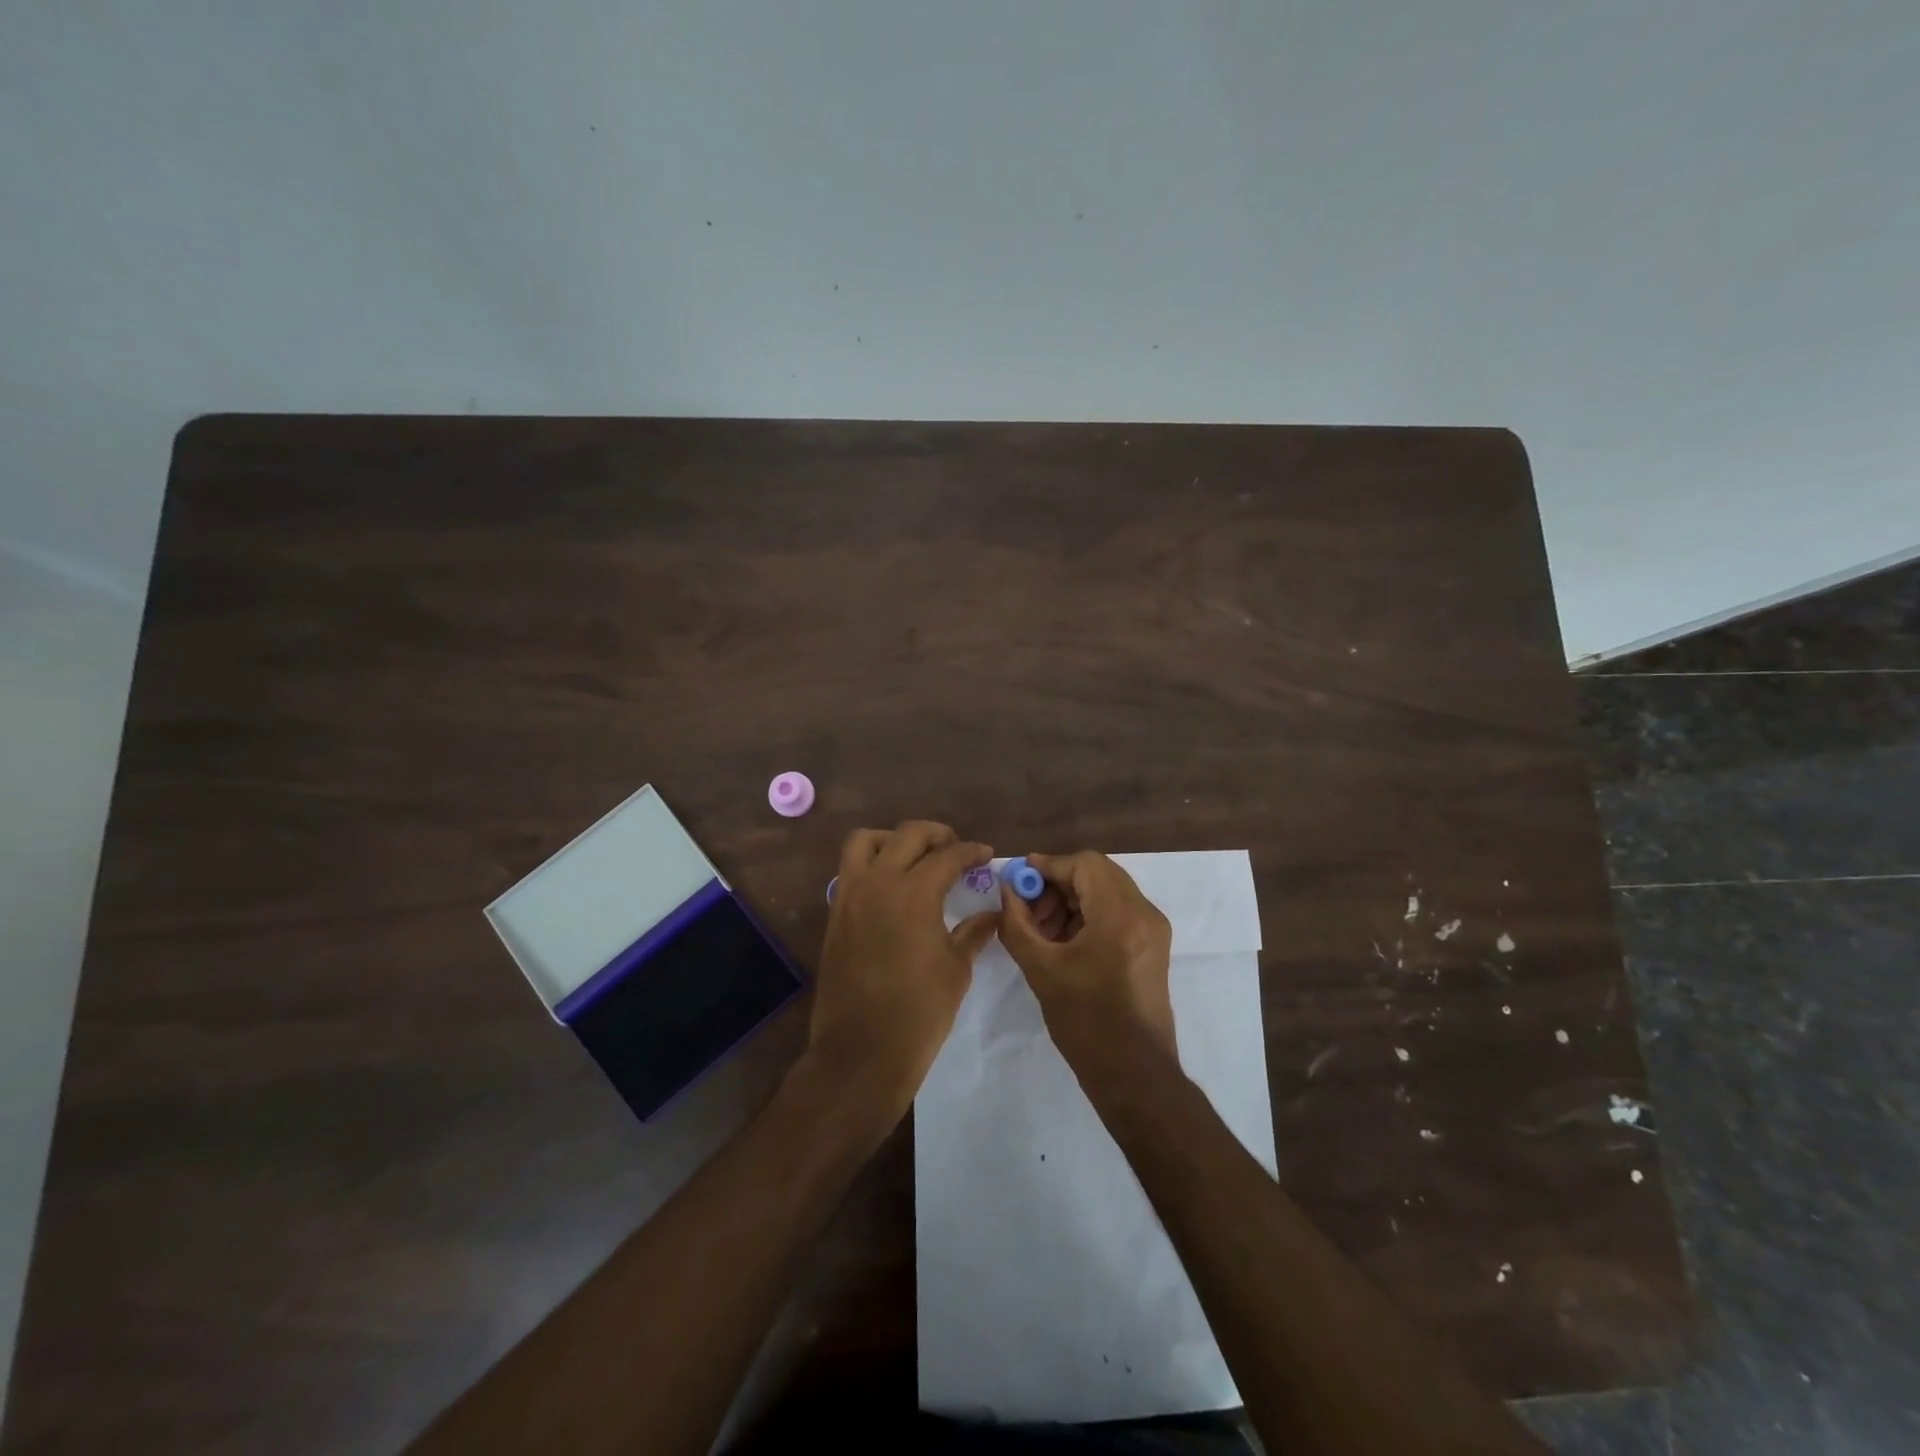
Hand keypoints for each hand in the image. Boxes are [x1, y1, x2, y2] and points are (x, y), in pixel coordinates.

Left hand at [805, 822, 999, 1120]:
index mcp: (915, 893)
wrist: (861, 1051)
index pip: (949, 856)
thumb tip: (992, 914)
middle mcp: (879, 882)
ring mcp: (850, 895)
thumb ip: (973, 932)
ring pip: (866, 841)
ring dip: (894, 839)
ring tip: (914, 857)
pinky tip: (891, 887)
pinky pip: (850, 869)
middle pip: (908, 834)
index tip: (986, 856)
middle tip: (956, 850)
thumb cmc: (919, 1012)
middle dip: (937, 835)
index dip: (972, 852)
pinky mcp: (835, 913)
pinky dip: (871, 863)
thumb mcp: (956, 969)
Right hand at [996, 851, 1176, 1070]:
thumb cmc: (1086, 1022)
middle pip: (1098, 874)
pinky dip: (1090, 915)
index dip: (1049, 866)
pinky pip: (1118, 912)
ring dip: (1073, 899)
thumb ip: (1017, 924)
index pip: (1084, 864)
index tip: (1019, 879)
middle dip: (1059, 883)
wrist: (1134, 1074)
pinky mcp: (1153, 946)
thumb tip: (1007, 891)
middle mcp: (1144, 913)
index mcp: (1120, 915)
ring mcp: (1153, 930)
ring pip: (1108, 891)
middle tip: (1029, 908)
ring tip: (1043, 929)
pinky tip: (1064, 941)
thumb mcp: (1041, 970)